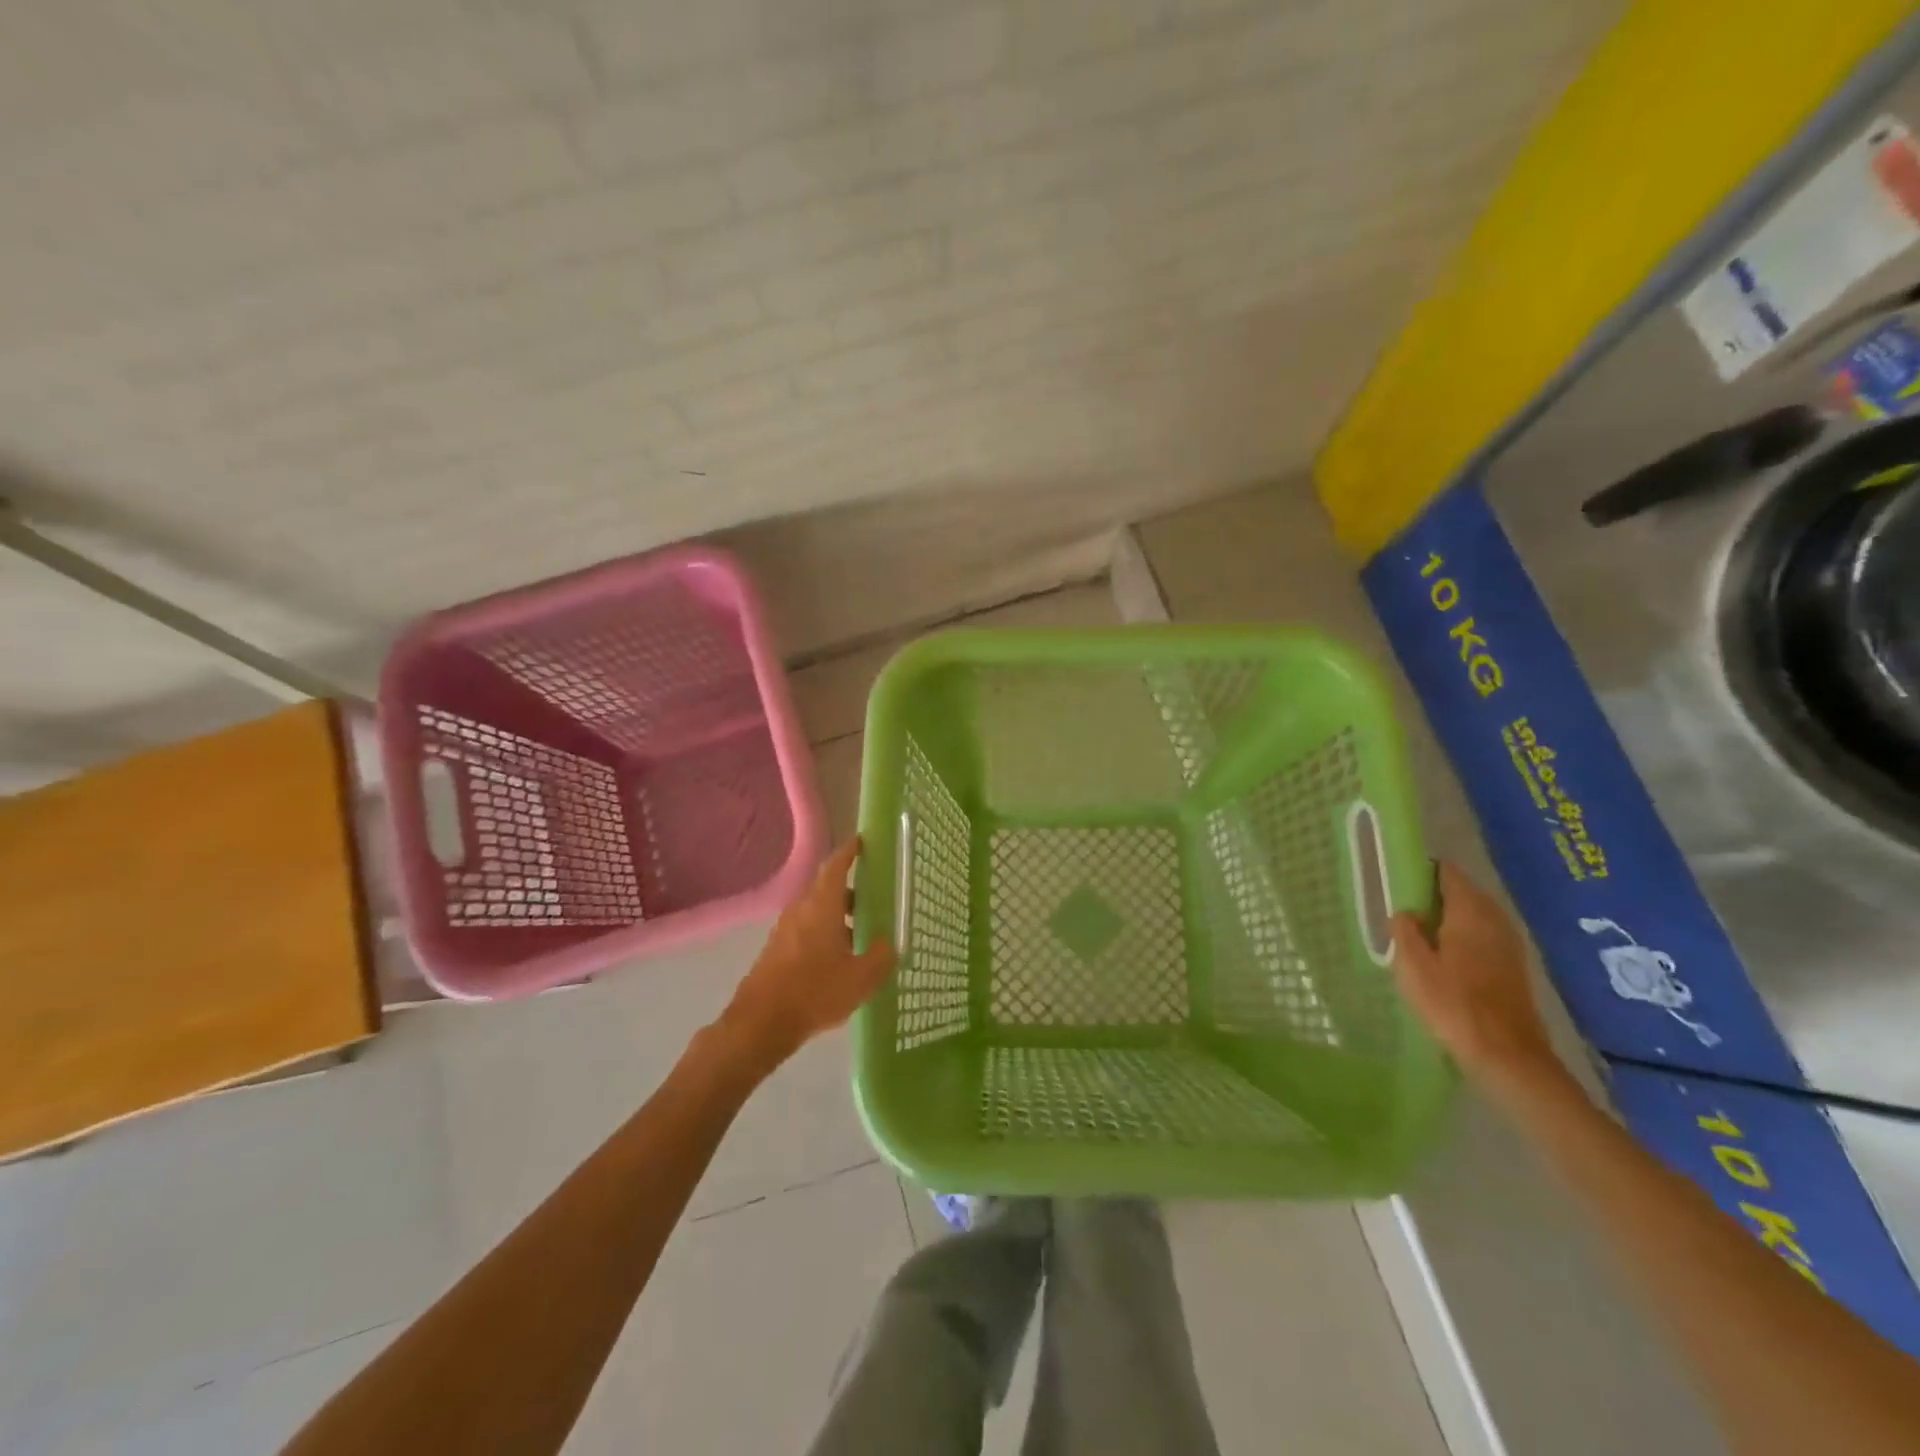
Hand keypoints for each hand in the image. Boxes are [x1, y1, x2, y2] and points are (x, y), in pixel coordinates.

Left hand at [721, 838, 895, 1066]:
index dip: (850, 851)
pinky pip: (806, 930)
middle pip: (827, 889)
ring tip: (862, 935)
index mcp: (821, 905)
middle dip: (851, 891)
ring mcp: (785, 930)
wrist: (760, 1024)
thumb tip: (888, 943)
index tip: (862, 842)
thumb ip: (881, 956)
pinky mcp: (777, 950)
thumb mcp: (861, 978)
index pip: (836, 866)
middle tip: (875, 900)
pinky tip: (839, 960)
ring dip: (838, 916)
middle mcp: (801, 910)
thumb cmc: (814, 992)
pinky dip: (825, 933)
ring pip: (817, 911)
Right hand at [1390, 863, 1560, 1090]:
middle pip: (1463, 893)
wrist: (1507, 1056)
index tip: (1398, 883)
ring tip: (1421, 937)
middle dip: (1434, 896)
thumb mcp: (1412, 966)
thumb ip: (1404, 931)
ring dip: (1450, 919)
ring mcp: (1510, 945)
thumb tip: (1405, 912)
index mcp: (1469, 912)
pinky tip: (1446, 959)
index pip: (1447, 873)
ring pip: (1475, 917)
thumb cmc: (1453, 1005)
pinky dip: (1464, 938)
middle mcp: (1495, 920)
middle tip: (1404, 913)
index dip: (1422, 872)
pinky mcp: (1514, 968)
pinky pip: (1484, 937)